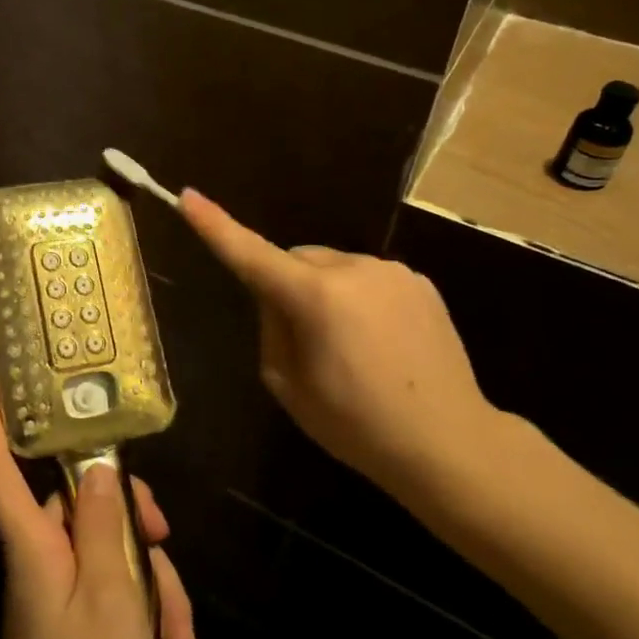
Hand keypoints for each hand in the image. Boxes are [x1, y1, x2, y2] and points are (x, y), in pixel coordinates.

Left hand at [0, 359, 202, 638]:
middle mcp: (42, 558)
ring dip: (159, 603)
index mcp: (33, 543)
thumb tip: (94, 467)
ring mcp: (61, 594)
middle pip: (87, 510)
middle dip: (140, 535)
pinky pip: (120, 603)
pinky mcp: (79, 626)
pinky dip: (152, 634)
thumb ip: (102, 527)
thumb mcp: (110, 602)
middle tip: (168, 559)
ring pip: (117, 561)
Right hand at [178, 188, 506, 507]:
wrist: (451, 443)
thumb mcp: (288, 385)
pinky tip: (380, 342)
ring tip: (350, 348)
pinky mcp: (419, 281)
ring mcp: (391, 271)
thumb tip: (276, 297)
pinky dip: (358, 299)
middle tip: (303, 340)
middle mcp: (353, 269)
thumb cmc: (357, 425)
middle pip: (296, 261)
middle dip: (288, 286)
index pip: (252, 255)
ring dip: (326, 293)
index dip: (216, 226)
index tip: (188, 196)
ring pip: (333, 268)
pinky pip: (367, 278)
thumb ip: (272, 327)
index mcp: (315, 298)